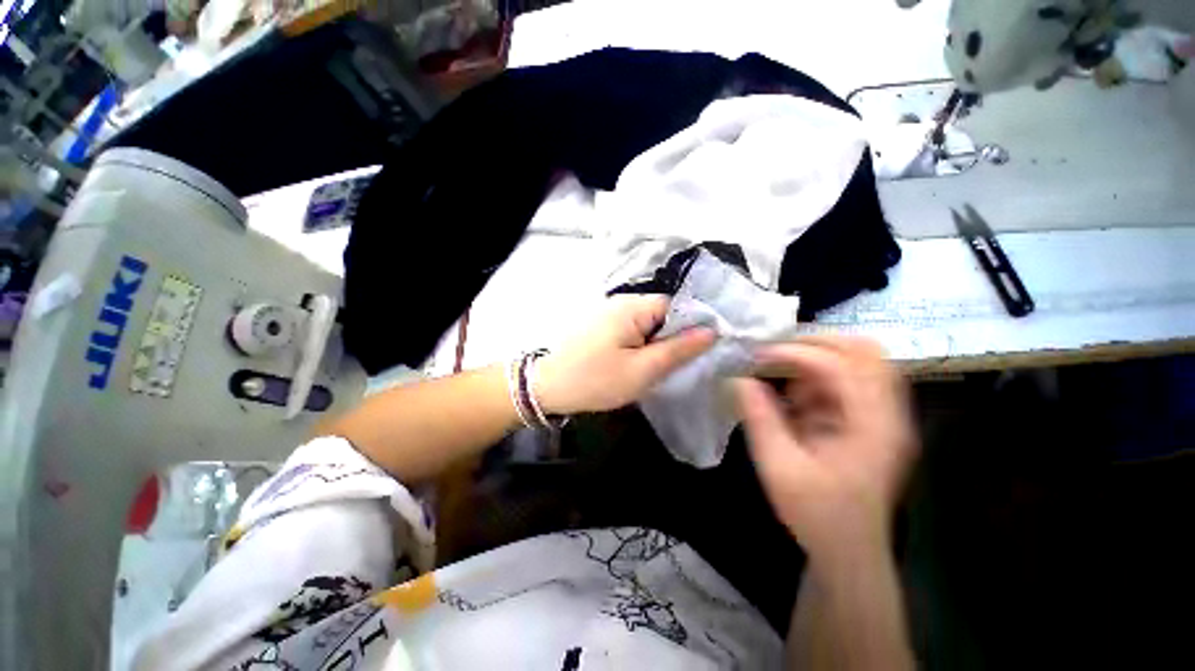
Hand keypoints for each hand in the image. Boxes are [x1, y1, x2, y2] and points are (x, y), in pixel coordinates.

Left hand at [535, 295, 715, 414]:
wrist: (548, 387)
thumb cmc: (596, 380)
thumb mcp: (643, 370)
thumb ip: (678, 349)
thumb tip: (711, 331)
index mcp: (632, 306)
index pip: (676, 306)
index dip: (691, 326)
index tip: (700, 351)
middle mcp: (621, 302)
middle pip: (661, 313)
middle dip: (672, 337)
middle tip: (676, 365)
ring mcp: (609, 312)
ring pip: (647, 323)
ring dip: (655, 343)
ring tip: (657, 367)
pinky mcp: (601, 325)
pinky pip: (631, 329)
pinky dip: (640, 344)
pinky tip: (638, 362)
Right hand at [735, 336, 917, 558]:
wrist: (848, 551)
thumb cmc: (817, 514)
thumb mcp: (779, 467)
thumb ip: (759, 418)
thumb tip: (739, 378)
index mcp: (873, 427)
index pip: (843, 366)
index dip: (798, 353)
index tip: (760, 357)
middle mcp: (887, 414)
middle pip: (866, 351)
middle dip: (817, 341)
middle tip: (776, 348)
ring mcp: (882, 416)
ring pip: (859, 361)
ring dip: (818, 358)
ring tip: (782, 373)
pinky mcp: (869, 421)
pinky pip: (847, 382)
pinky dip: (818, 378)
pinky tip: (795, 398)